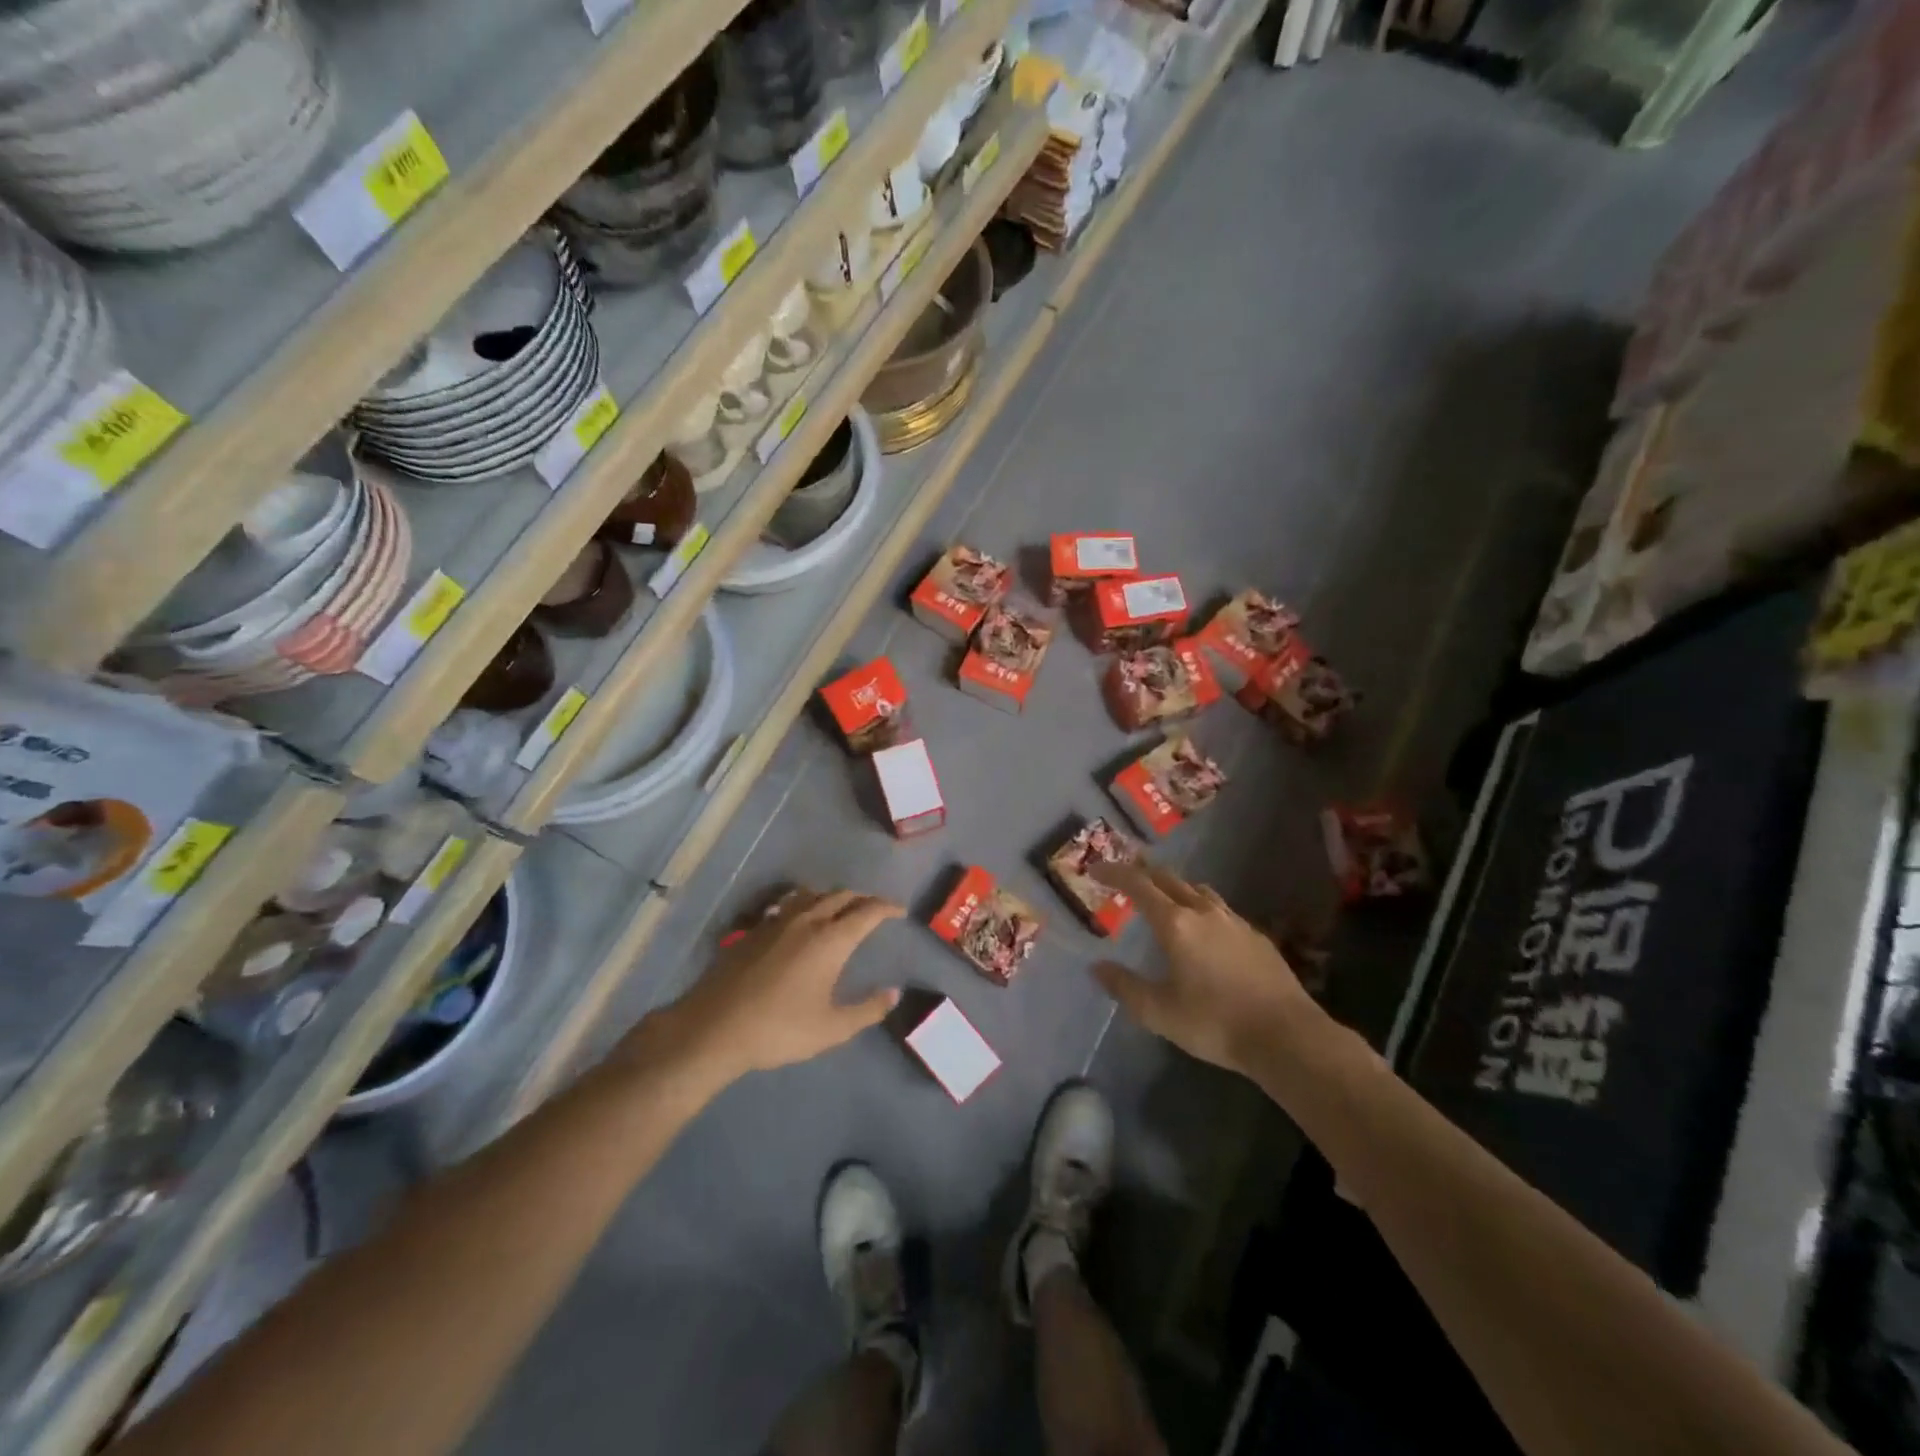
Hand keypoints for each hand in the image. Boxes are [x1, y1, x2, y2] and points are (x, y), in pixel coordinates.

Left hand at [667, 888, 903, 1079]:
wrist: (714, 1027)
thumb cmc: (779, 1029)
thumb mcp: (831, 1029)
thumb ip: (867, 1010)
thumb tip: (893, 993)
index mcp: (831, 940)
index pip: (867, 911)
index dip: (887, 907)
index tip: (899, 910)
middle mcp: (807, 920)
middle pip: (842, 896)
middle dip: (863, 898)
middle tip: (875, 908)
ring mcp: (777, 921)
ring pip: (813, 894)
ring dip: (833, 896)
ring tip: (841, 907)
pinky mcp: (754, 929)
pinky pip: (788, 903)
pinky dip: (805, 902)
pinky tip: (800, 917)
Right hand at [1091, 861, 1316, 1076]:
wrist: (1287, 1036)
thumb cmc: (1216, 1023)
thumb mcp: (1159, 1012)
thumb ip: (1125, 987)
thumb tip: (1098, 967)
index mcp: (1175, 924)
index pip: (1139, 885)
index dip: (1115, 873)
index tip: (1097, 869)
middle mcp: (1204, 913)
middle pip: (1169, 879)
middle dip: (1144, 874)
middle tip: (1126, 877)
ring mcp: (1235, 922)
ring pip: (1199, 891)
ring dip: (1176, 888)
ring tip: (1165, 899)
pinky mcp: (1257, 938)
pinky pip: (1222, 910)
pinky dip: (1202, 908)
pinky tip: (1206, 931)